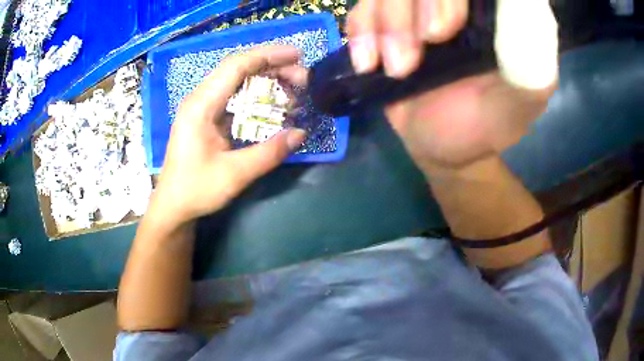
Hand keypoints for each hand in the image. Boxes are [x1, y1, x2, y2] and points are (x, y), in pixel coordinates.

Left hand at [151, 46, 306, 225]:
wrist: (173, 206)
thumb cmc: (196, 190)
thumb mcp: (235, 174)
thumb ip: (269, 153)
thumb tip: (301, 134)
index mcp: (201, 105)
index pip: (236, 66)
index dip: (268, 56)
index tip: (297, 56)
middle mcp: (200, 98)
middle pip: (238, 69)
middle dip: (272, 67)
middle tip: (302, 77)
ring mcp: (202, 107)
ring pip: (236, 80)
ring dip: (265, 79)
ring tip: (293, 87)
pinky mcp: (206, 117)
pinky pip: (233, 96)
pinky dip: (255, 94)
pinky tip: (272, 102)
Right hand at [347, 0, 557, 168]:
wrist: (440, 143)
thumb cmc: (482, 126)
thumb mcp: (516, 106)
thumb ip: (529, 68)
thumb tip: (526, 15)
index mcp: (494, 13)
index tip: (441, 31)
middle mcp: (456, 3)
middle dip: (406, 13)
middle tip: (408, 62)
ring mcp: (419, 7)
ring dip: (382, 27)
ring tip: (395, 70)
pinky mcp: (389, 20)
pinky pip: (363, 6)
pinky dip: (361, 31)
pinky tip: (369, 63)